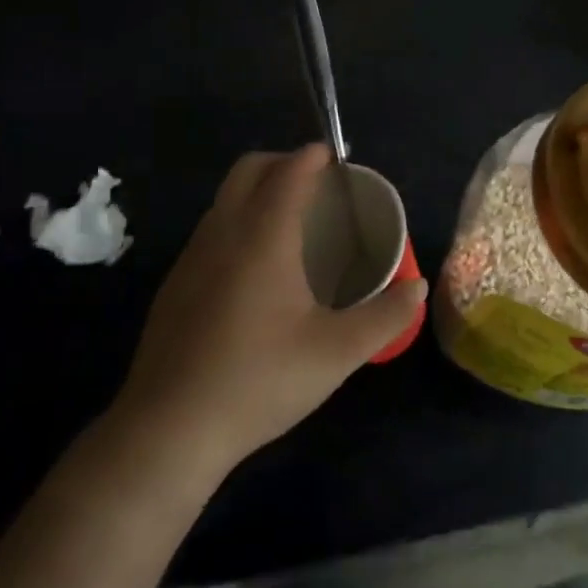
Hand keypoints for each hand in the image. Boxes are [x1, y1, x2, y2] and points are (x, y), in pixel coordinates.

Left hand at [109, 144, 425, 481]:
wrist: (169, 431)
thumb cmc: (260, 381)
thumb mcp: (337, 353)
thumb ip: (385, 316)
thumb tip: (417, 288)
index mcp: (263, 237)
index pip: (288, 173)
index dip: (312, 157)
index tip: (334, 156)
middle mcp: (222, 233)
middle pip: (248, 170)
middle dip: (282, 162)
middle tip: (315, 183)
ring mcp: (191, 258)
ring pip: (224, 199)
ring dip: (256, 191)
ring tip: (290, 221)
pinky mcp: (174, 285)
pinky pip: (211, 229)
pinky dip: (237, 221)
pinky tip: (254, 268)